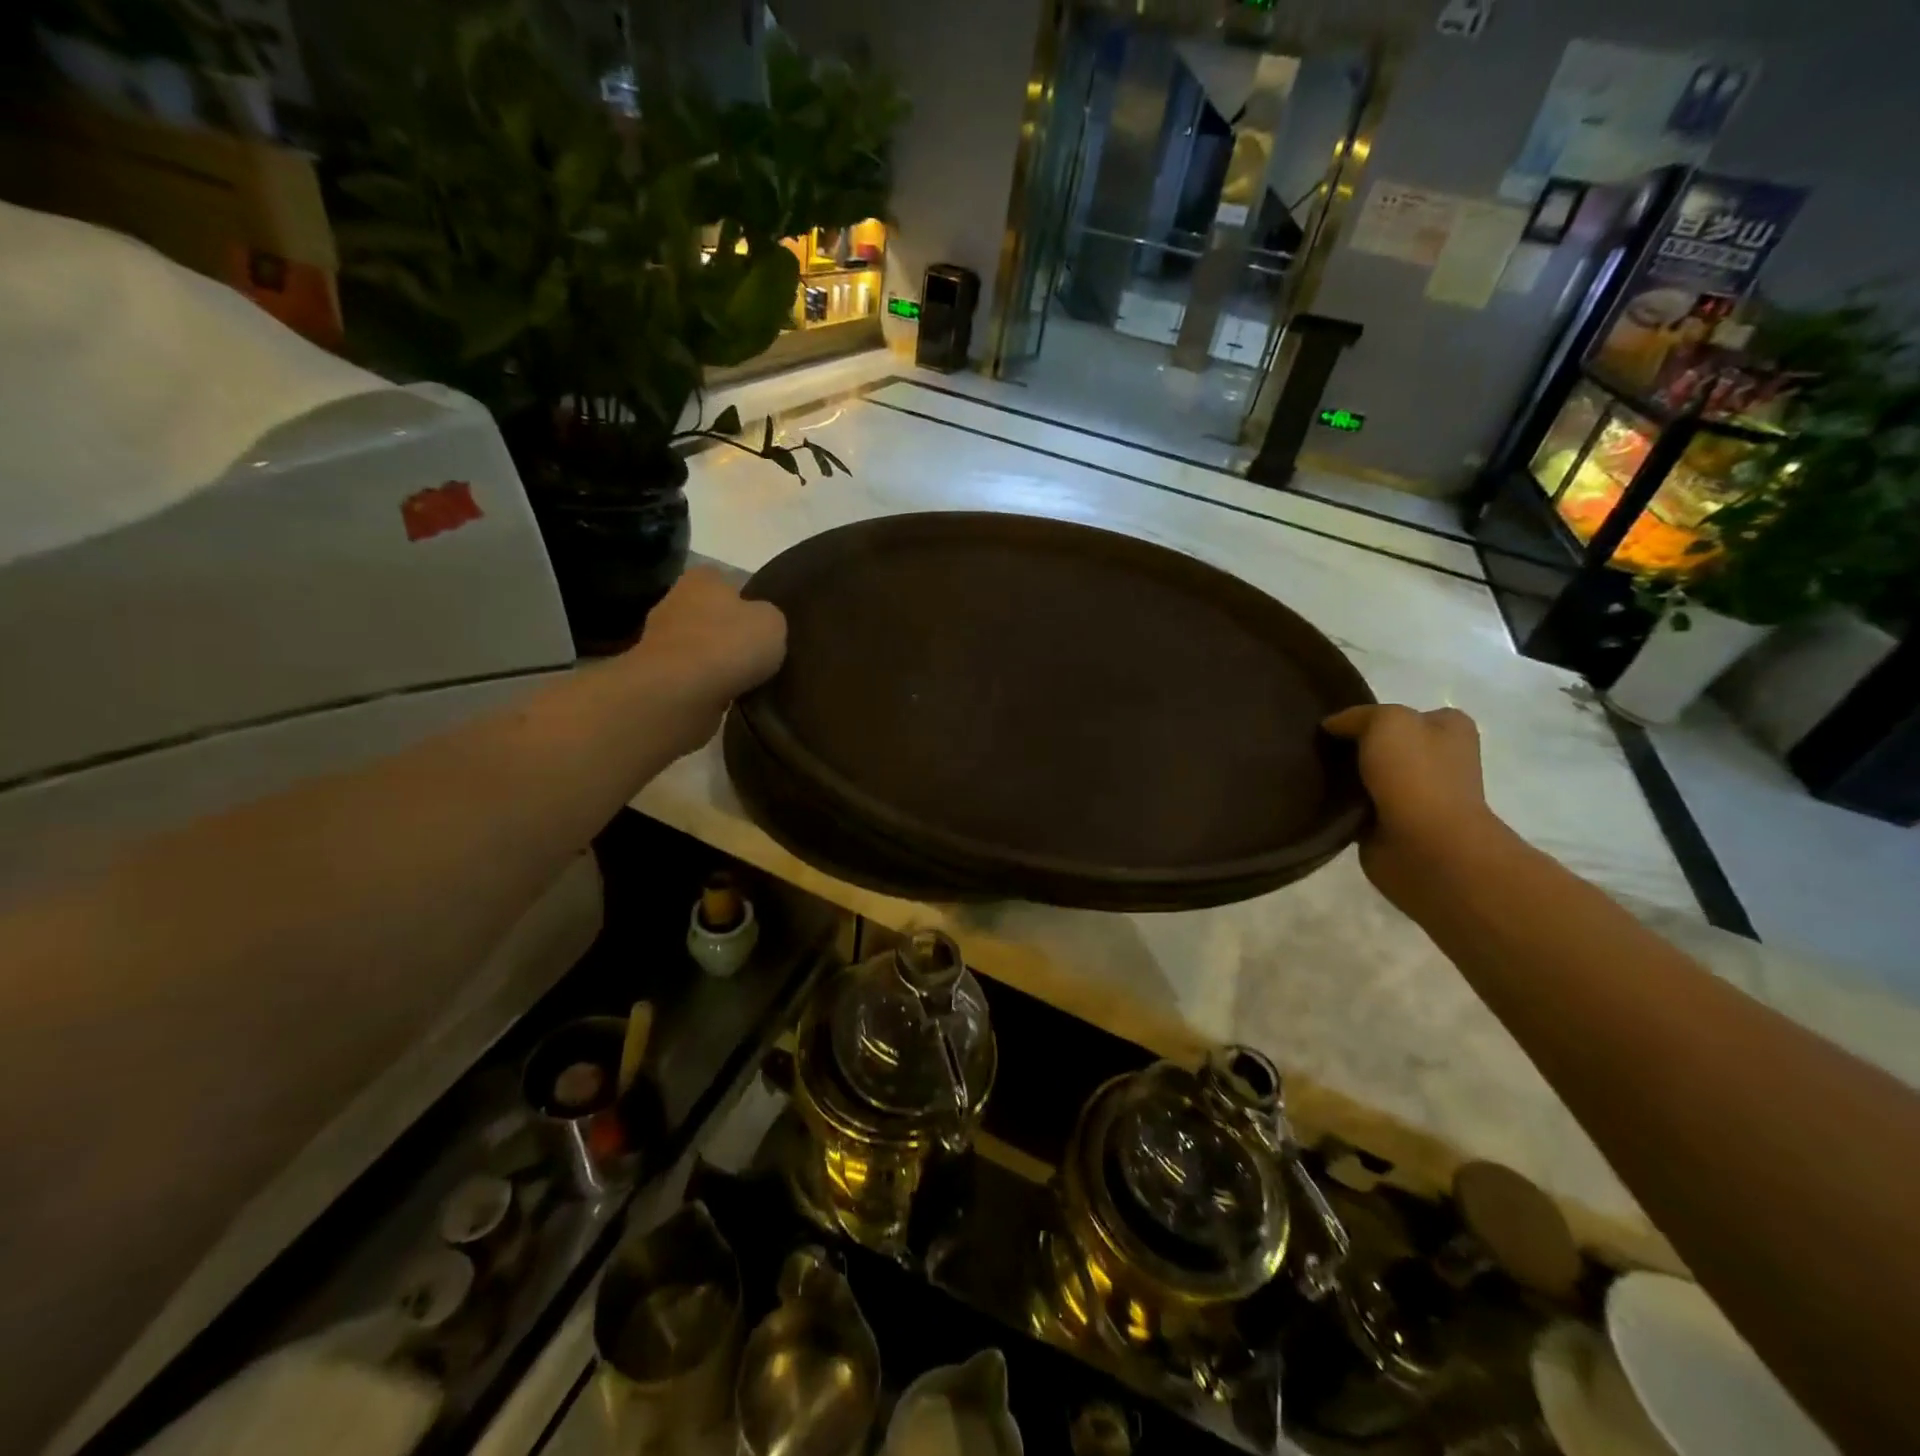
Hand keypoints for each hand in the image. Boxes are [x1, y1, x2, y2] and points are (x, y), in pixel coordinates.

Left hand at [625, 567, 786, 750]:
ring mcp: (658, 639)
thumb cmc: (729, 645)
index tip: (760, 619)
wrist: (680, 692)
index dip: (743, 597)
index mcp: (702, 579)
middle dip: (725, 629)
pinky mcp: (655, 674)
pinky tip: (723, 695)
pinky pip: (688, 674)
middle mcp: (674, 601)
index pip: (723, 578)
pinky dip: (703, 683)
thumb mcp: (773, 623)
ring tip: (742, 678)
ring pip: (696, 644)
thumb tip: (760, 623)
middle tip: (753, 650)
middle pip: (707, 612)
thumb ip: (769, 617)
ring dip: (713, 659)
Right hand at [1322, 704, 1497, 906]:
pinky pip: (1358, 807)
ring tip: (1310, 772)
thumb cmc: (1416, 775)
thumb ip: (1357, 716)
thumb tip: (1332, 726)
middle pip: (1384, 745)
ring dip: (1344, 778)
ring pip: (1368, 776)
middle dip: (1352, 747)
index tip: (1333, 725)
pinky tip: (1319, 800)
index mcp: (1450, 729)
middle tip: (1315, 748)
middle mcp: (1439, 760)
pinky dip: (1340, 806)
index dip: (1368, 716)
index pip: (1403, 713)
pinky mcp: (1394, 825)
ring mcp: (1417, 795)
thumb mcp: (1387, 721)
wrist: (1426, 847)